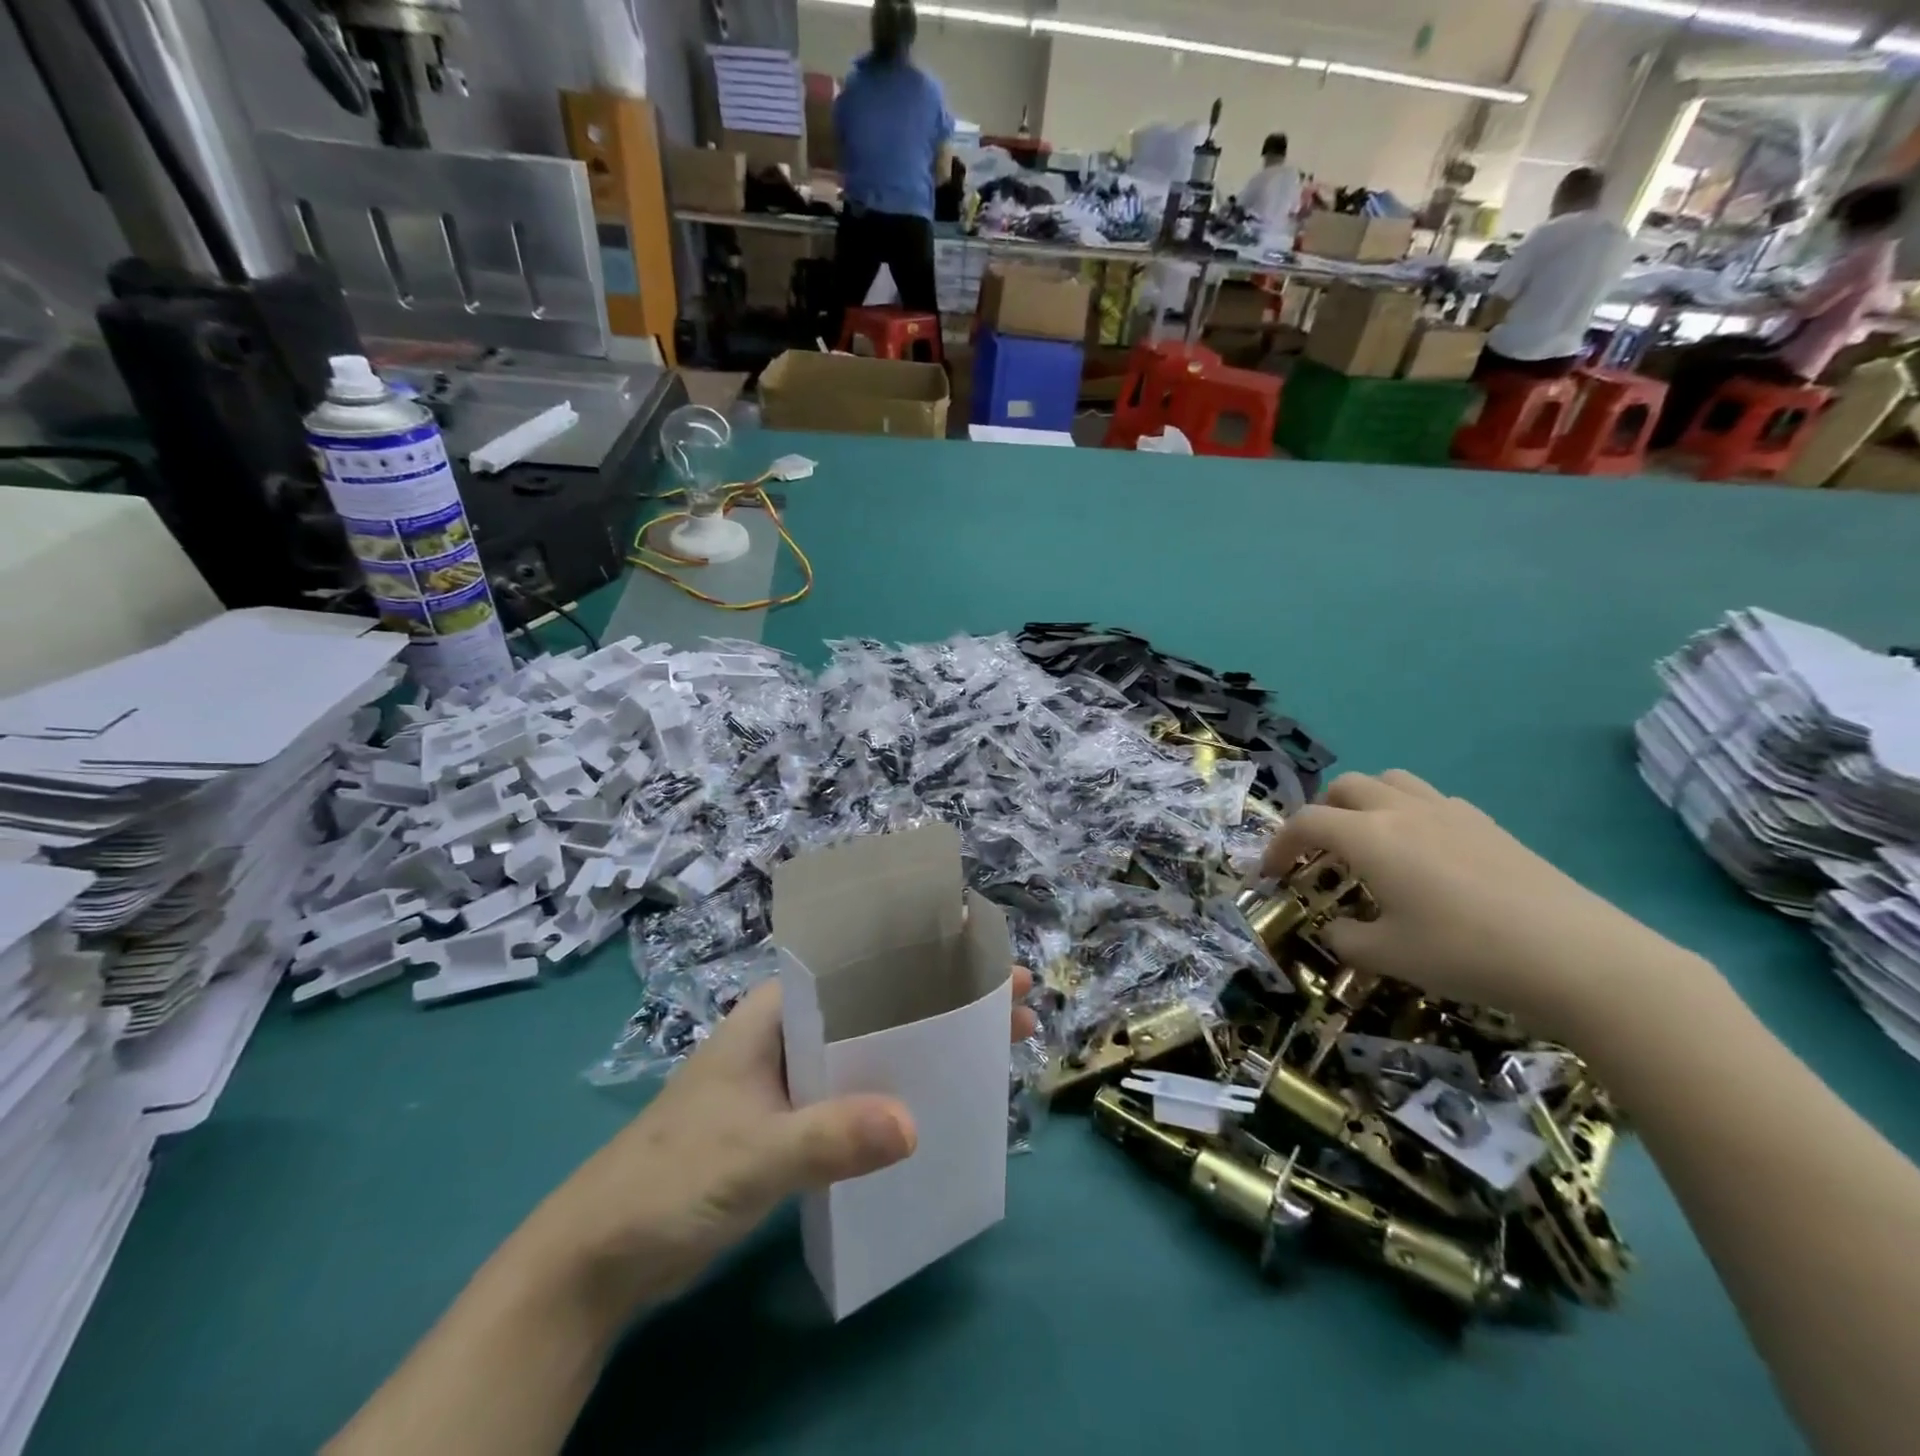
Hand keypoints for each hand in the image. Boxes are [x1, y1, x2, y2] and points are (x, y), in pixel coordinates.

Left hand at [524, 970, 1038, 1312]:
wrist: (600, 1258)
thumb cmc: (668, 1181)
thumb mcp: (752, 1155)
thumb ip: (828, 1138)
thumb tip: (916, 1126)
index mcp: (776, 1012)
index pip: (860, 967)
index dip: (924, 959)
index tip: (983, 961)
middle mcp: (788, 1033)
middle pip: (877, 1004)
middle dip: (941, 1001)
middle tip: (1010, 1008)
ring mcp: (790, 1078)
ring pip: (871, 1049)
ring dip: (924, 1046)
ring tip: (988, 1050)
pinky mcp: (790, 1122)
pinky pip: (857, 1093)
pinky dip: (896, 1092)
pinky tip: (933, 1105)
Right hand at [1261, 771, 1685, 1038]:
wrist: (1578, 957)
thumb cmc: (1466, 953)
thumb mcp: (1389, 957)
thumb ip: (1346, 939)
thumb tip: (1336, 929)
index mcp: (1369, 837)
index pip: (1305, 822)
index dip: (1279, 845)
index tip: (1271, 874)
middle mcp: (1402, 811)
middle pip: (1343, 787)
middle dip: (1320, 813)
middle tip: (1319, 854)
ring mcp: (1449, 811)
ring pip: (1390, 781)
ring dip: (1364, 802)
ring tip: (1367, 841)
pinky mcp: (1487, 824)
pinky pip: (1431, 800)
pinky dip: (1409, 813)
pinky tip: (1425, 854)